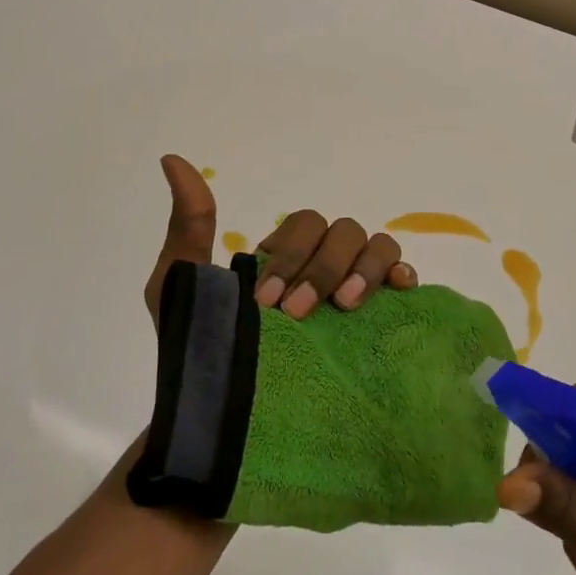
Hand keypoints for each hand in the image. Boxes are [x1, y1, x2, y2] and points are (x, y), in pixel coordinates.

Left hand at [143, 155, 419, 327]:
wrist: (220, 414)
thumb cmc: (199, 346)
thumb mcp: (182, 282)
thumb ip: (189, 224)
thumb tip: (172, 160)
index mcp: (285, 255)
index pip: (305, 224)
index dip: (292, 254)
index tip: (266, 300)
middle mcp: (323, 264)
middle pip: (343, 231)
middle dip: (322, 267)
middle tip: (296, 313)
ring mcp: (352, 289)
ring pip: (378, 246)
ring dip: (364, 269)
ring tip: (344, 308)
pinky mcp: (377, 318)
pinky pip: (402, 277)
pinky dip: (402, 274)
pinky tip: (398, 290)